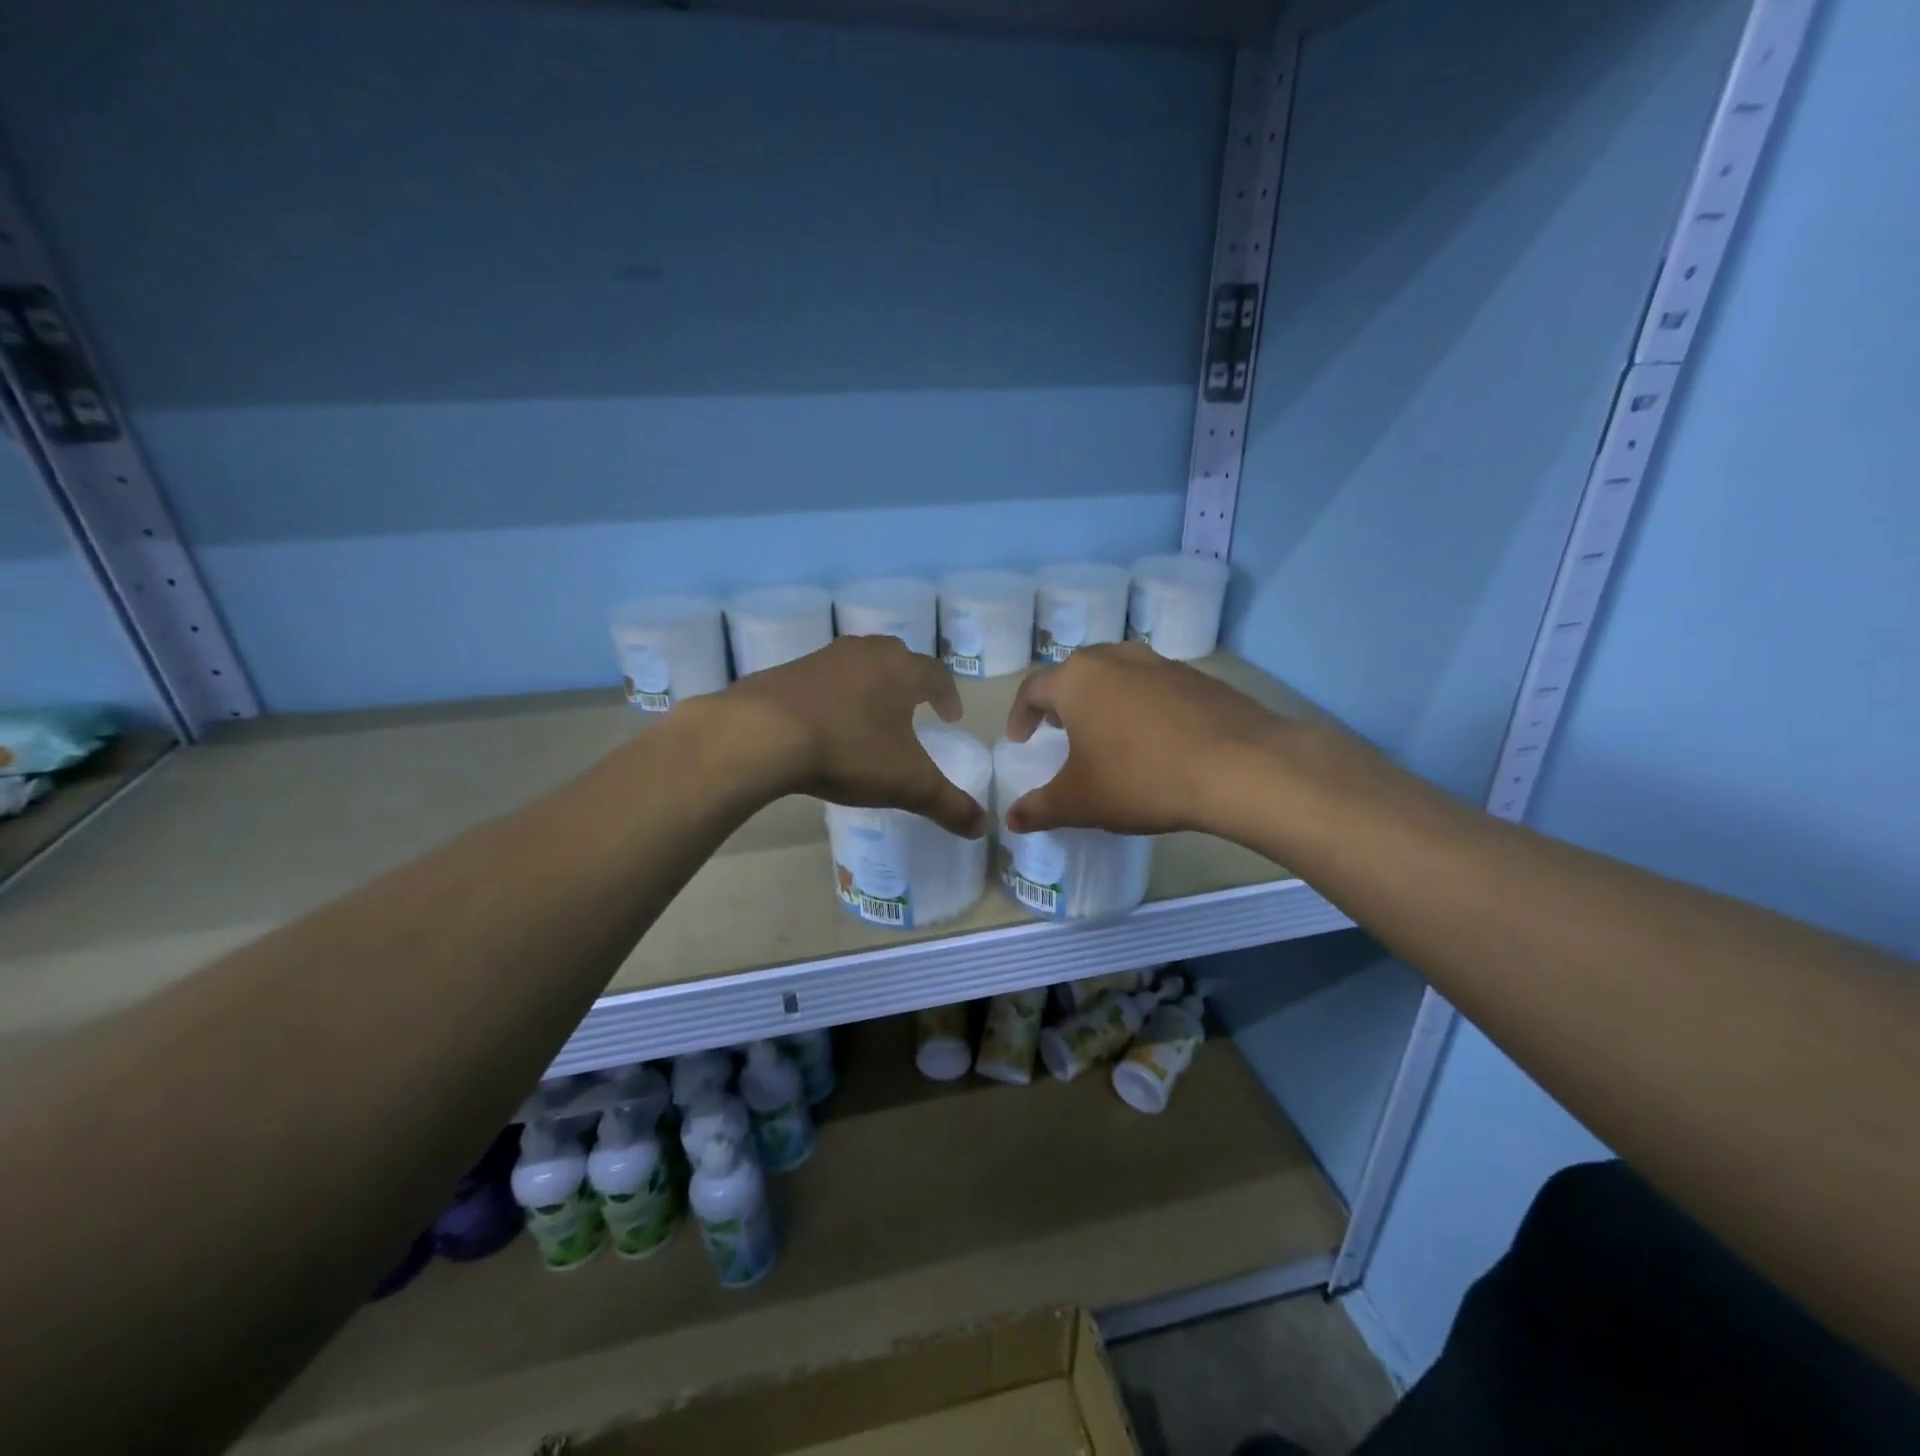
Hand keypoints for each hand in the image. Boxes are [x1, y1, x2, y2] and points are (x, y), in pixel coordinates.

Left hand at [727, 635, 987, 836]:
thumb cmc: (850, 750)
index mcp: (901, 670)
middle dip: (909, 683)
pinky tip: (825, 723)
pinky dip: (833, 696)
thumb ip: (949, 805)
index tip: (951, 716)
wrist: (762, 734)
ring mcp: (823, 658)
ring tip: (870, 717)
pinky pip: (822, 680)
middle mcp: (866, 653)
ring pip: (858, 666)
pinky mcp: (787, 671)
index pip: (936, 674)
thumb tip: (984, 827)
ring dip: (870, 687)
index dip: (948, 695)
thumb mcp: (908, 785)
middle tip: (913, 709)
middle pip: (897, 659)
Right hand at [1003, 643, 1288, 836]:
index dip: (1021, 716)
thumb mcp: (1080, 802)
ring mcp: (1161, 663)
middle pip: (1077, 673)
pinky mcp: (1199, 678)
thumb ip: (1040, 808)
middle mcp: (1116, 658)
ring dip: (1105, 700)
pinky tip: (1156, 741)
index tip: (1021, 741)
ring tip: (1108, 733)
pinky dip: (1144, 707)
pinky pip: (1156, 687)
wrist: (1239, 767)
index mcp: (1077, 679)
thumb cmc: (1140, 778)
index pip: (1033, 689)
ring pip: (1119, 675)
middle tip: (1062, 732)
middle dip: (1064, 702)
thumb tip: (1013, 820)